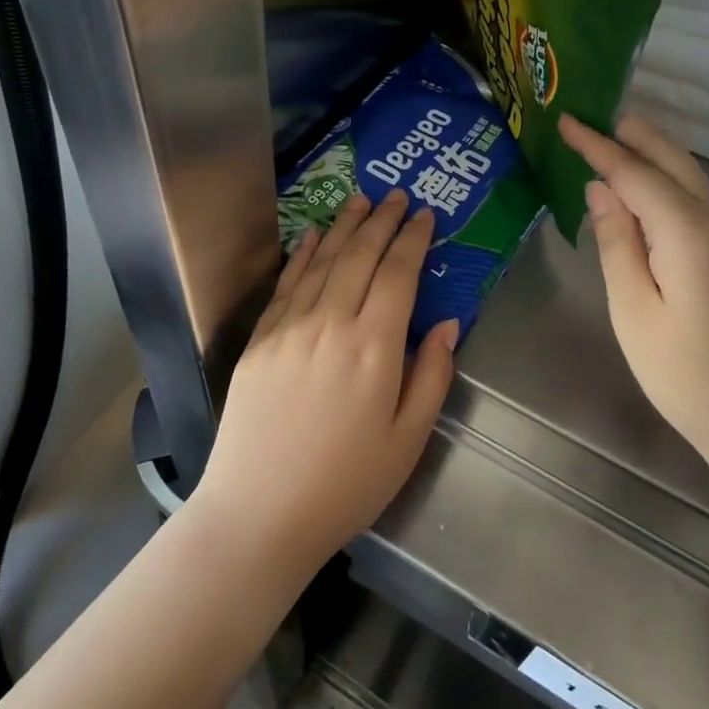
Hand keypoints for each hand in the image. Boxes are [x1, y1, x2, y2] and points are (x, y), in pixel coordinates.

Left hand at [191, 189, 459, 575]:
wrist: (260, 512)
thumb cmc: (346, 484)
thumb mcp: (408, 439)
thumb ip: (431, 375)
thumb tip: (448, 324)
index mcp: (374, 347)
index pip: (399, 274)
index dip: (413, 240)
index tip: (424, 215)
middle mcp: (331, 323)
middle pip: (360, 256)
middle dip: (382, 221)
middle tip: (397, 195)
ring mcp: (290, 328)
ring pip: (322, 261)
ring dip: (344, 226)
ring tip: (360, 200)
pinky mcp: (260, 340)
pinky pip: (286, 284)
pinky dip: (302, 254)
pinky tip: (312, 235)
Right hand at [560, 113, 708, 471]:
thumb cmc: (686, 374)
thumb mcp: (634, 310)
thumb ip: (616, 242)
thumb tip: (600, 188)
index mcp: (687, 231)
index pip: (633, 172)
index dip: (597, 145)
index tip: (566, 120)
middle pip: (671, 158)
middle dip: (631, 133)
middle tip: (590, 117)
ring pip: (689, 174)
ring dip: (650, 152)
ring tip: (610, 142)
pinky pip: (698, 197)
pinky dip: (667, 179)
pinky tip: (645, 190)